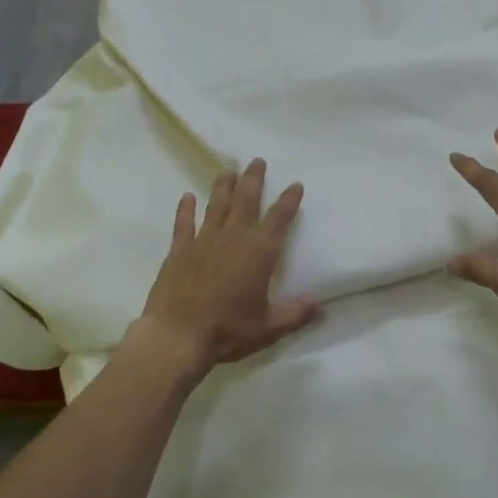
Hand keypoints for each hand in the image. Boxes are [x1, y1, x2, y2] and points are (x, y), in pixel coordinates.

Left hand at [135, 158, 319, 372]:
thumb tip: (320, 307)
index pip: (279, 219)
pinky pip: (184, 223)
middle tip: (257, 160)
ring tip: (228, 170)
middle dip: (254, 179)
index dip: (289, 200)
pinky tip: (187, 197)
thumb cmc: (228, 331)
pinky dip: (185, 209)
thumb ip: (295, 314)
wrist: (178, 336)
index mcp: (259, 253)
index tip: (295, 184)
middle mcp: (234, 238)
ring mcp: (204, 240)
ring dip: (224, 186)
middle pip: (246, 200)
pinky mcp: (179, 250)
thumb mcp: (268, 328)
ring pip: (216, 205)